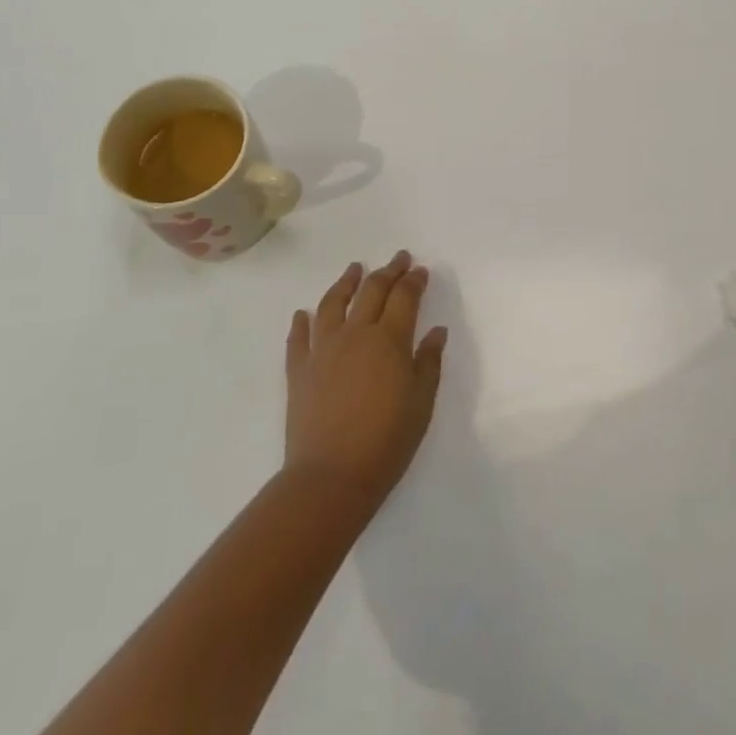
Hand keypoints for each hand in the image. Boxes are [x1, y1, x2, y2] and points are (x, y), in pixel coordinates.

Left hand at [284, 252, 447, 515]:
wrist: (331, 476)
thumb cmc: (387, 441)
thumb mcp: (421, 403)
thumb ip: (429, 362)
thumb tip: (437, 331)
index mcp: (389, 340)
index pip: (404, 297)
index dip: (414, 281)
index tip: (420, 270)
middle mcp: (355, 334)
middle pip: (372, 291)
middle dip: (388, 271)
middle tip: (398, 258)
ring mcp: (323, 349)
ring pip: (332, 303)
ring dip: (345, 282)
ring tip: (354, 269)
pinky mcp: (299, 370)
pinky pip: (298, 338)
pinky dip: (300, 323)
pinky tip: (302, 314)